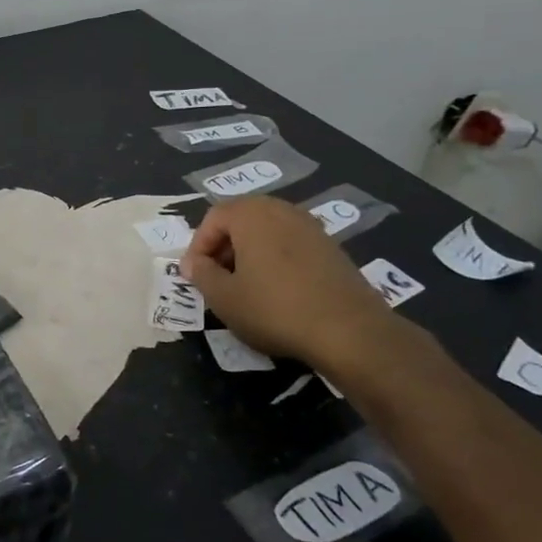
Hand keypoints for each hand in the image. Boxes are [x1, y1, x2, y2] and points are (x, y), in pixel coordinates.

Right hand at [179, 196, 404, 369]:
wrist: (349, 331)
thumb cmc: (274, 308)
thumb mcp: (223, 297)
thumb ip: (200, 274)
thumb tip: (192, 263)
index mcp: (252, 214)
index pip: (213, 218)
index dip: (198, 246)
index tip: (194, 275)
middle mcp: (282, 210)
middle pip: (241, 219)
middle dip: (223, 246)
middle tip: (216, 277)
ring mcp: (311, 227)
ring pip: (267, 232)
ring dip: (249, 253)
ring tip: (244, 285)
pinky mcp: (332, 248)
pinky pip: (291, 244)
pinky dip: (275, 260)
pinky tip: (276, 291)